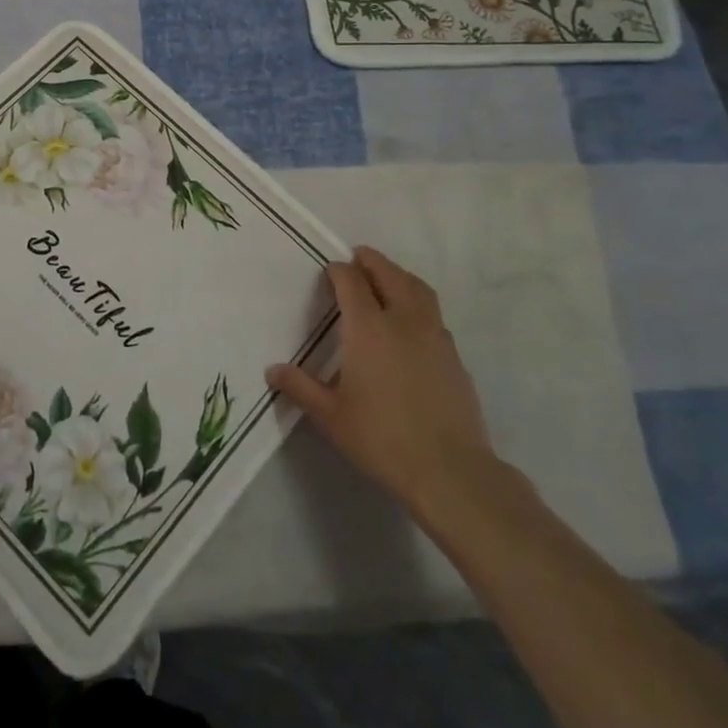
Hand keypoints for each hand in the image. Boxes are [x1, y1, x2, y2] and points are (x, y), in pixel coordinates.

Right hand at [267, 246, 494, 513]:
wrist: (449, 470)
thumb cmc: (380, 438)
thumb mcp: (330, 415)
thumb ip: (300, 387)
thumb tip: (273, 370)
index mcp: (368, 328)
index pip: (351, 282)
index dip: (338, 271)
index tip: (329, 271)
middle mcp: (402, 321)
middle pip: (389, 275)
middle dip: (372, 261)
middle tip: (358, 257)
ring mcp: (434, 337)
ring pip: (418, 289)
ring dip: (399, 276)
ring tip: (387, 279)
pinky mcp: (454, 356)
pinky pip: (433, 315)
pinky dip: (418, 304)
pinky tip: (410, 324)